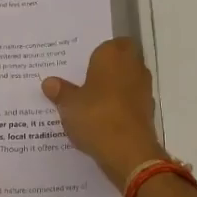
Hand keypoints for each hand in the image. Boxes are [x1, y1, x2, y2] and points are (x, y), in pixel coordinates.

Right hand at [42, 38, 167, 188]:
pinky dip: (120, 107)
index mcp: (113, 55)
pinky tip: (103, 119)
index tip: (82, 64)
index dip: (98, 53)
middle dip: (107, 69)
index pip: (110, 43)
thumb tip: (49, 82)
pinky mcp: (147, 111)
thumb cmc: (96, 117)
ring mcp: (143, 89)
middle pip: (121, 60)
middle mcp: (133, 66)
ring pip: (127, 81)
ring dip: (114, 88)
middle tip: (84, 80)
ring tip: (91, 101)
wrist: (129, 153)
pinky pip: (130, 102)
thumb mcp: (69, 104)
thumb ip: (61, 91)